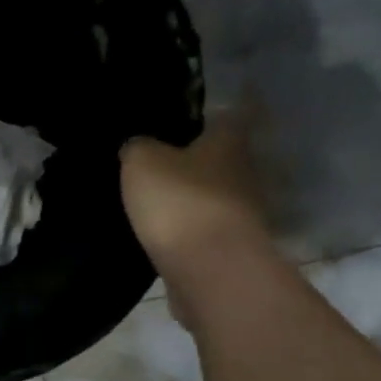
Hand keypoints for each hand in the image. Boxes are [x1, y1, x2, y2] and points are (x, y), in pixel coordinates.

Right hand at [121, 112, 270, 291]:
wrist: (210, 271)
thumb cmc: (179, 202)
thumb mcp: (142, 162)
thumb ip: (137, 147)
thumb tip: (137, 145)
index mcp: (227, 142)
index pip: (228, 114)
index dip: (211, 110)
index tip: (192, 109)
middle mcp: (243, 172)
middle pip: (221, 157)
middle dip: (196, 157)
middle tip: (160, 157)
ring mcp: (240, 213)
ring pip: (213, 194)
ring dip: (191, 196)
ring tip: (156, 198)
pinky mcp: (229, 248)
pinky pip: (204, 229)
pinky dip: (187, 228)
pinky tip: (162, 231)